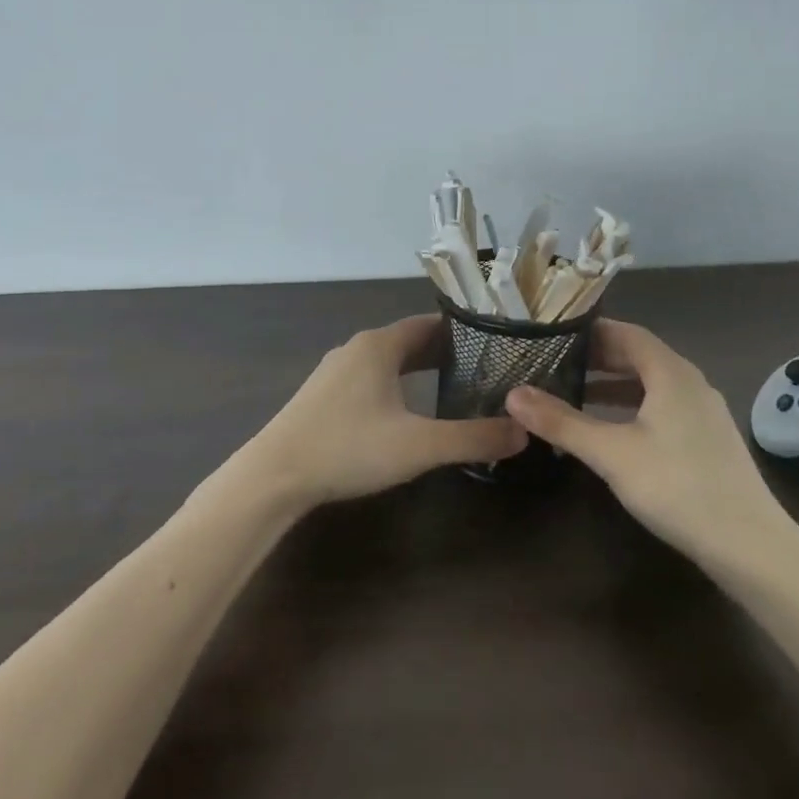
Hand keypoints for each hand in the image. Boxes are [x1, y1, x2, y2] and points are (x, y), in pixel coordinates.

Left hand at [245, 315, 526, 511]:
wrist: (274, 475)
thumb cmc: (349, 448)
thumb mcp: (419, 446)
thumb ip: (473, 438)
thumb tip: (523, 431)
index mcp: (380, 345)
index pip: (430, 324)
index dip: (463, 332)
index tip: (494, 345)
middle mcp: (357, 348)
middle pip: (410, 340)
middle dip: (445, 352)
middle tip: (484, 369)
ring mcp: (336, 370)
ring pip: (388, 360)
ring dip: (418, 369)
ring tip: (453, 387)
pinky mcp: (323, 394)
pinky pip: (370, 377)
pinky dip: (395, 383)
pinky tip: (406, 410)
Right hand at [506, 319, 792, 562]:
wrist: (750, 547)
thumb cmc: (677, 487)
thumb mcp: (611, 453)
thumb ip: (561, 422)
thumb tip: (513, 394)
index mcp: (671, 372)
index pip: (626, 332)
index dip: (591, 331)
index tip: (555, 334)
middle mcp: (691, 382)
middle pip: (640, 356)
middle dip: (598, 358)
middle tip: (556, 363)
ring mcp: (704, 412)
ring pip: (652, 384)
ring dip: (614, 385)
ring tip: (575, 394)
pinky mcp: (708, 440)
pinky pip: (663, 407)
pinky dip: (633, 407)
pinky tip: (613, 431)